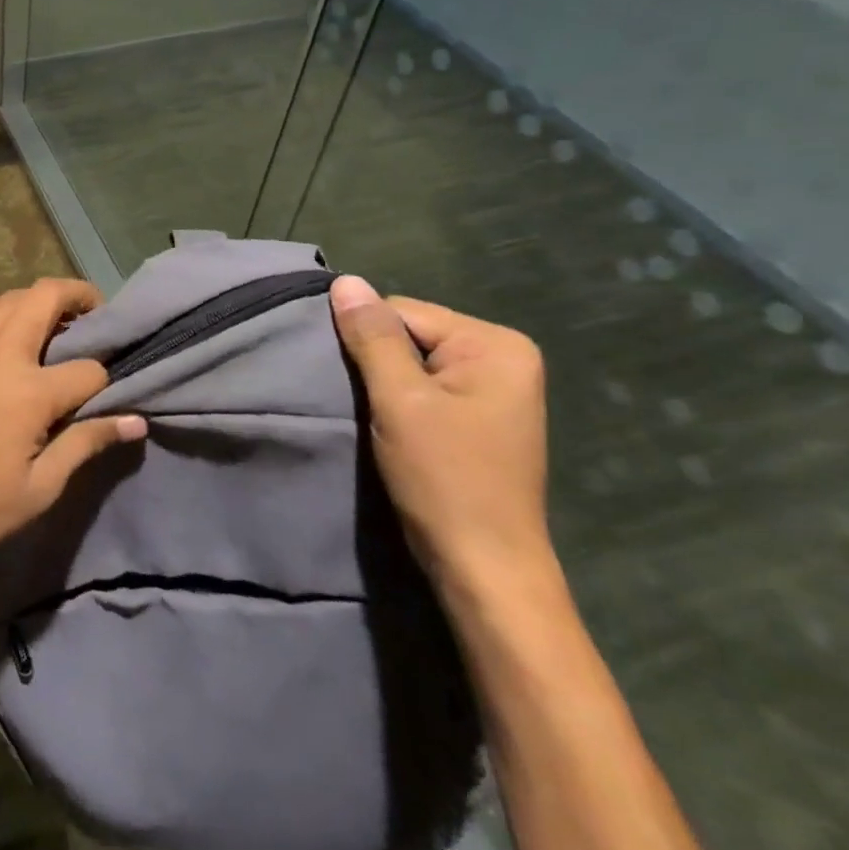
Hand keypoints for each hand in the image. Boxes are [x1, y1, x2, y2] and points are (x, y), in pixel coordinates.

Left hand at [0, 279, 147, 583]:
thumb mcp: (41, 487)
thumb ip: (87, 442)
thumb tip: (136, 421)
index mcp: (30, 392)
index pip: (88, 370)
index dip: (105, 382)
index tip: (106, 397)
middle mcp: (0, 355)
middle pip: (47, 299)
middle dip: (79, 297)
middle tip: (95, 315)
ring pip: (9, 298)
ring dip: (37, 299)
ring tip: (54, 319)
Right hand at [329, 275, 553, 596]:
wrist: (482, 568)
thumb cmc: (445, 478)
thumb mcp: (400, 400)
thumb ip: (371, 337)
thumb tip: (345, 281)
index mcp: (495, 345)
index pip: (402, 311)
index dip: (368, 343)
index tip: (361, 386)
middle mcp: (503, 357)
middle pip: (409, 334)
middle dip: (379, 363)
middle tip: (369, 404)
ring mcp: (495, 388)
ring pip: (411, 361)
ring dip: (386, 385)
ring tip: (379, 418)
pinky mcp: (480, 416)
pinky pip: (425, 386)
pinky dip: (401, 402)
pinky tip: (396, 428)